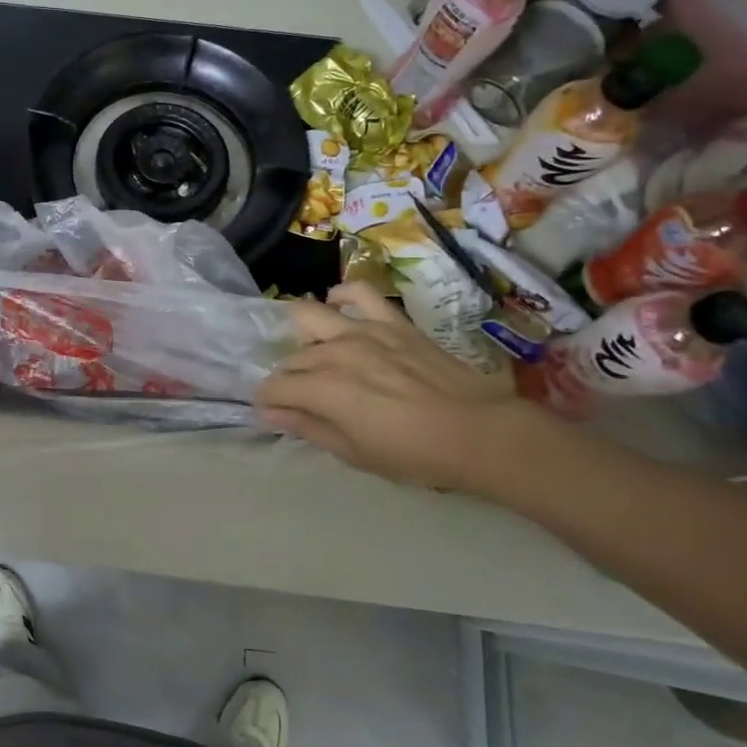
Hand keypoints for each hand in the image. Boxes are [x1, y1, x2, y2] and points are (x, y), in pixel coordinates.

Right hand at [255, 283, 542, 492]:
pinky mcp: (392, 321)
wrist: (478, 432)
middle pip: (292, 358)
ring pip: (311, 318)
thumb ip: (307, 427)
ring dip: (303, 336)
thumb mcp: (353, 452)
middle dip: (287, 378)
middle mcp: (336, 352)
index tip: (274, 413)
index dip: (267, 402)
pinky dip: (341, 295)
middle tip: (301, 398)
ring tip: (314, 353)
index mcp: (324, 389)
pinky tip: (336, 305)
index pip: (275, 387)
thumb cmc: (413, 453)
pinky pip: (359, 293)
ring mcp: (364, 330)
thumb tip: (269, 412)